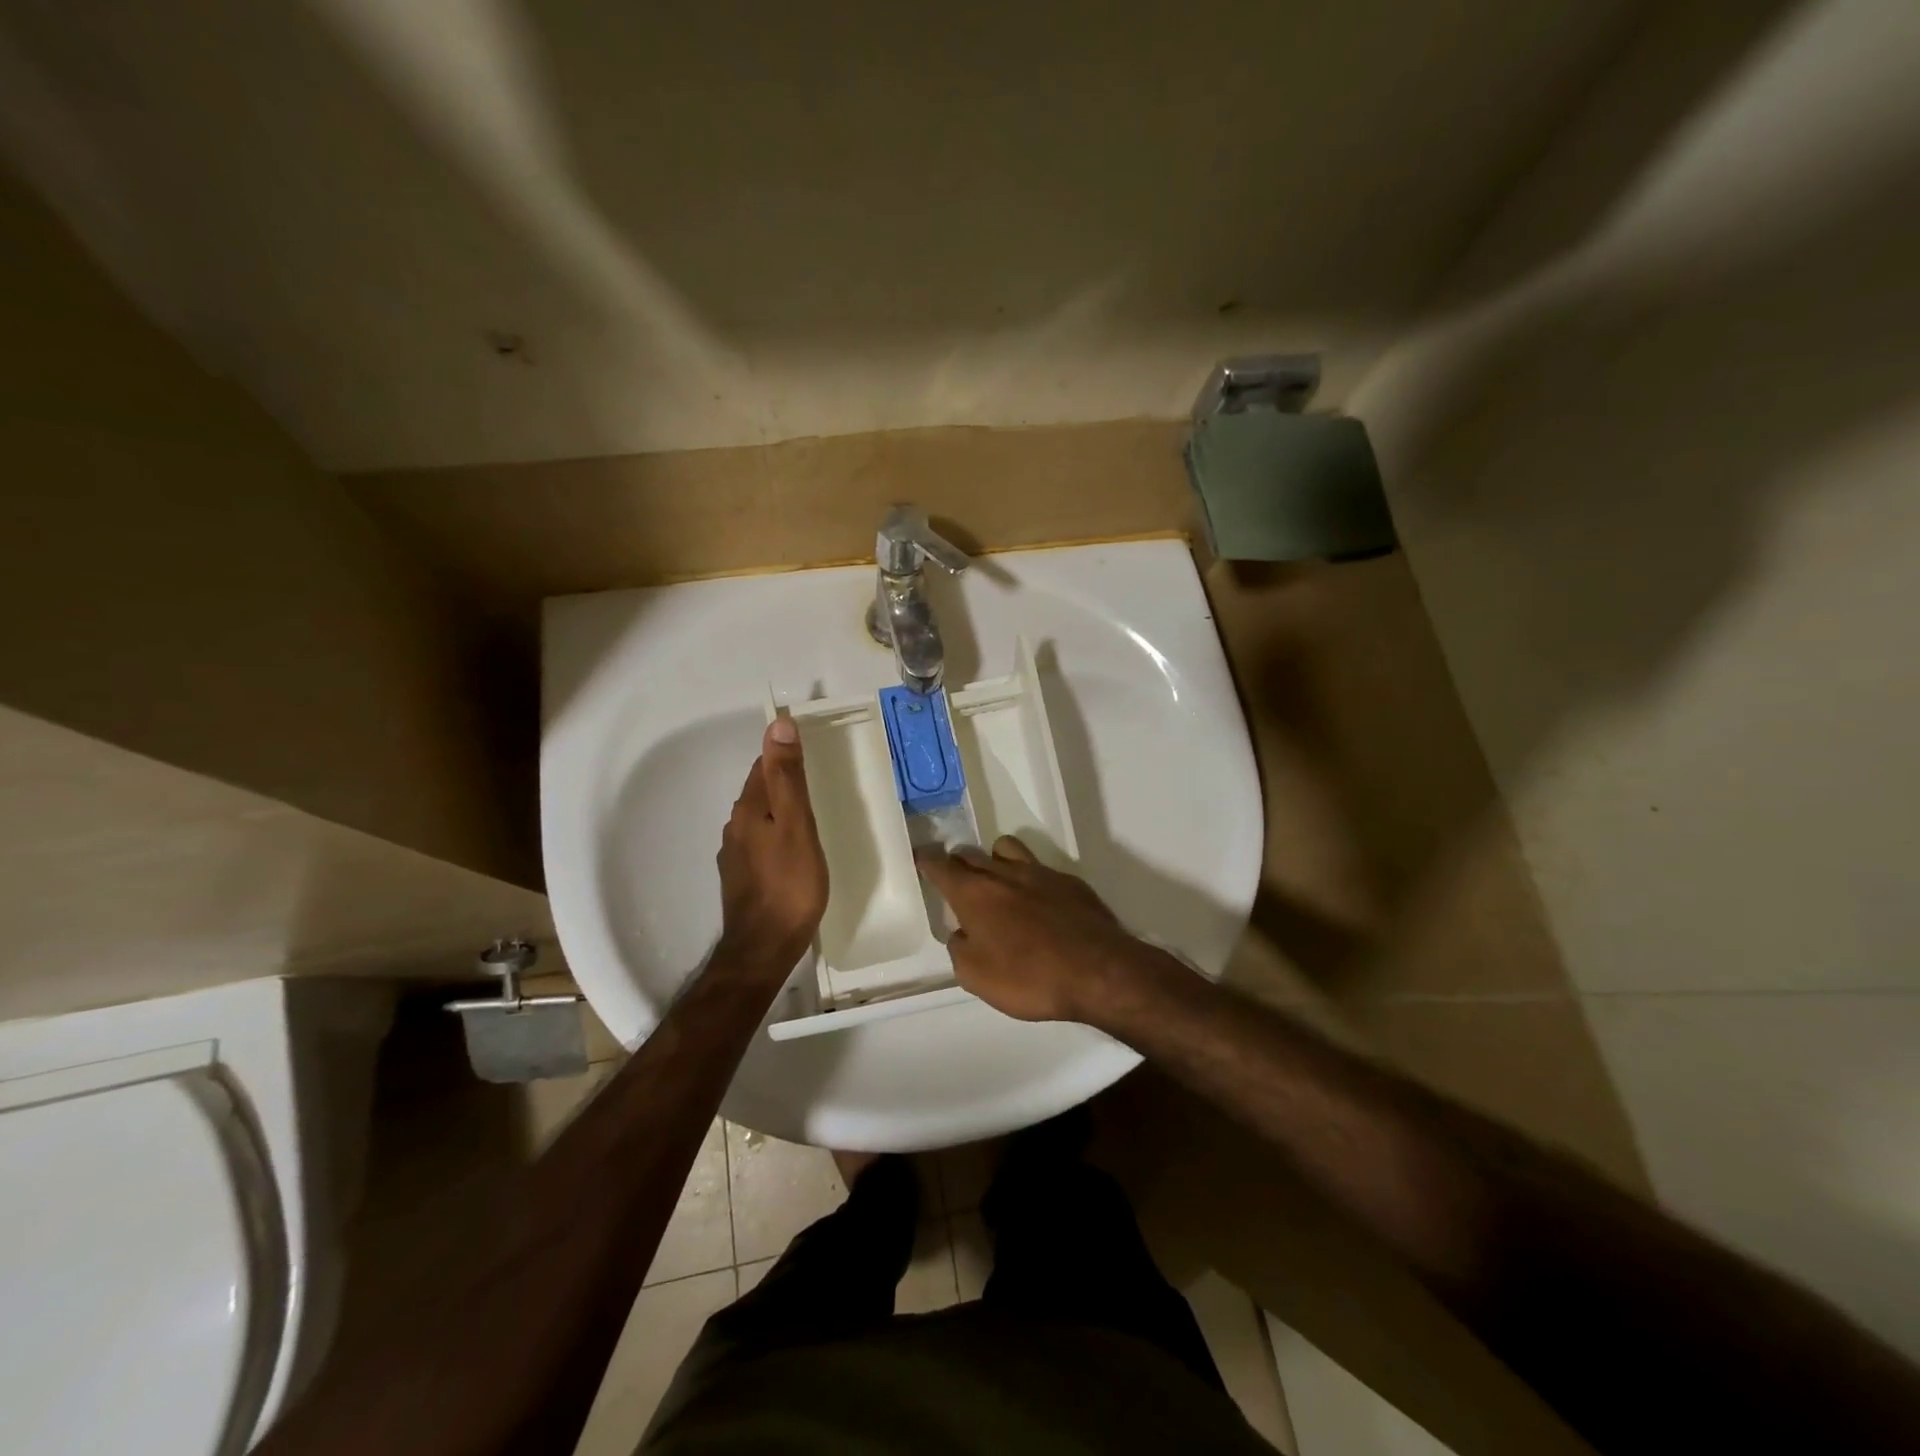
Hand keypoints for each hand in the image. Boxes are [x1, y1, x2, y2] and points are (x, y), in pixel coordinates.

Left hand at [716, 718, 827, 970]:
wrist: (764, 948)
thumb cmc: (789, 884)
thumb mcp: (796, 825)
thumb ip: (787, 777)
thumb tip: (778, 724)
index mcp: (749, 809)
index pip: (763, 766)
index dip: (783, 753)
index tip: (810, 750)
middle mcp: (735, 826)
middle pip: (760, 791)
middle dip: (782, 780)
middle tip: (816, 778)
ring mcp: (736, 854)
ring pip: (760, 818)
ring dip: (780, 809)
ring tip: (810, 813)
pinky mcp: (742, 877)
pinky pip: (761, 842)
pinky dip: (777, 835)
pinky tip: (794, 849)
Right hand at [914, 836, 1163, 1022]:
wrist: (1099, 972)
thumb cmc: (1030, 977)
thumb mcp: (976, 977)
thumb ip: (960, 949)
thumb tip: (962, 933)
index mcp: (975, 893)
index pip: (941, 866)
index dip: (927, 860)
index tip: (920, 857)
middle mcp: (1004, 873)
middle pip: (972, 854)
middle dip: (958, 862)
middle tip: (956, 878)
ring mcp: (1040, 873)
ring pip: (1007, 849)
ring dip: (994, 859)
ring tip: (996, 882)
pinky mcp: (1070, 882)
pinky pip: (1040, 868)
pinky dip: (1029, 878)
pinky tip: (1037, 903)